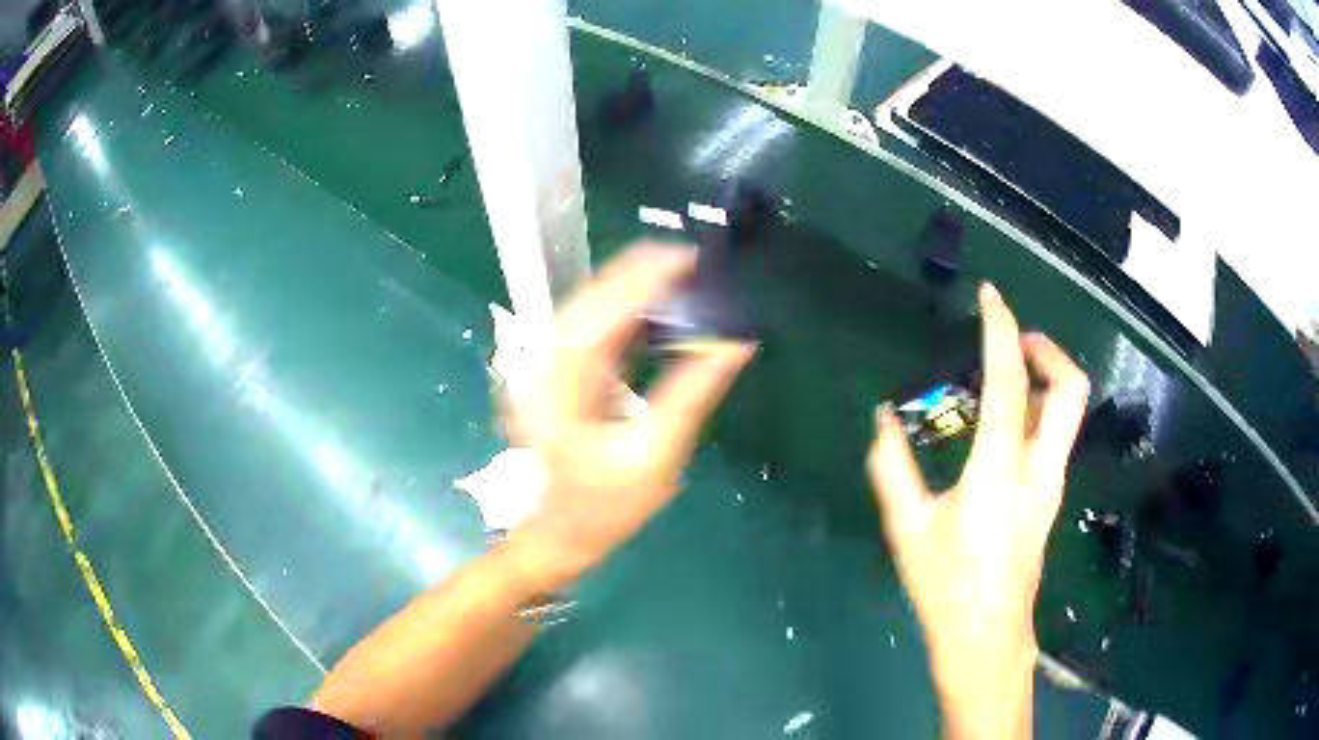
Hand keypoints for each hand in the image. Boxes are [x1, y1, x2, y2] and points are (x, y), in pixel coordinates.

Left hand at [505, 244, 755, 593]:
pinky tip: (650, 306)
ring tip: (677, 274)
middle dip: (638, 272)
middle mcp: (541, 364)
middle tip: (691, 261)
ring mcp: (540, 369)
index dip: (647, 276)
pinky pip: (585, 328)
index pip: (605, 310)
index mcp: (560, 383)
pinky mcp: (550, 376)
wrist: (556, 535)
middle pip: (590, 298)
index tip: (690, 257)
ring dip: (629, 286)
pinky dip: (619, 311)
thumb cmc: (605, 507)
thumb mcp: (656, 454)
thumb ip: (693, 393)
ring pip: (585, 307)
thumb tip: (734, 343)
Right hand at [868, 283, 1088, 736]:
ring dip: (1047, 376)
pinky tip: (1006, 421)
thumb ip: (892, 466)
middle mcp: (1038, 468)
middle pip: (1070, 389)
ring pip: (1069, 410)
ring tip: (1009, 371)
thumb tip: (882, 417)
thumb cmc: (945, 585)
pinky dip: (1039, 408)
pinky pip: (1056, 434)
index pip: (1009, 382)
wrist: (987, 636)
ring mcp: (1052, 483)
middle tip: (1016, 337)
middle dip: (1049, 350)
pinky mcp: (1052, 496)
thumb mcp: (908, 528)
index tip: (991, 295)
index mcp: (999, 470)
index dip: (1002, 330)